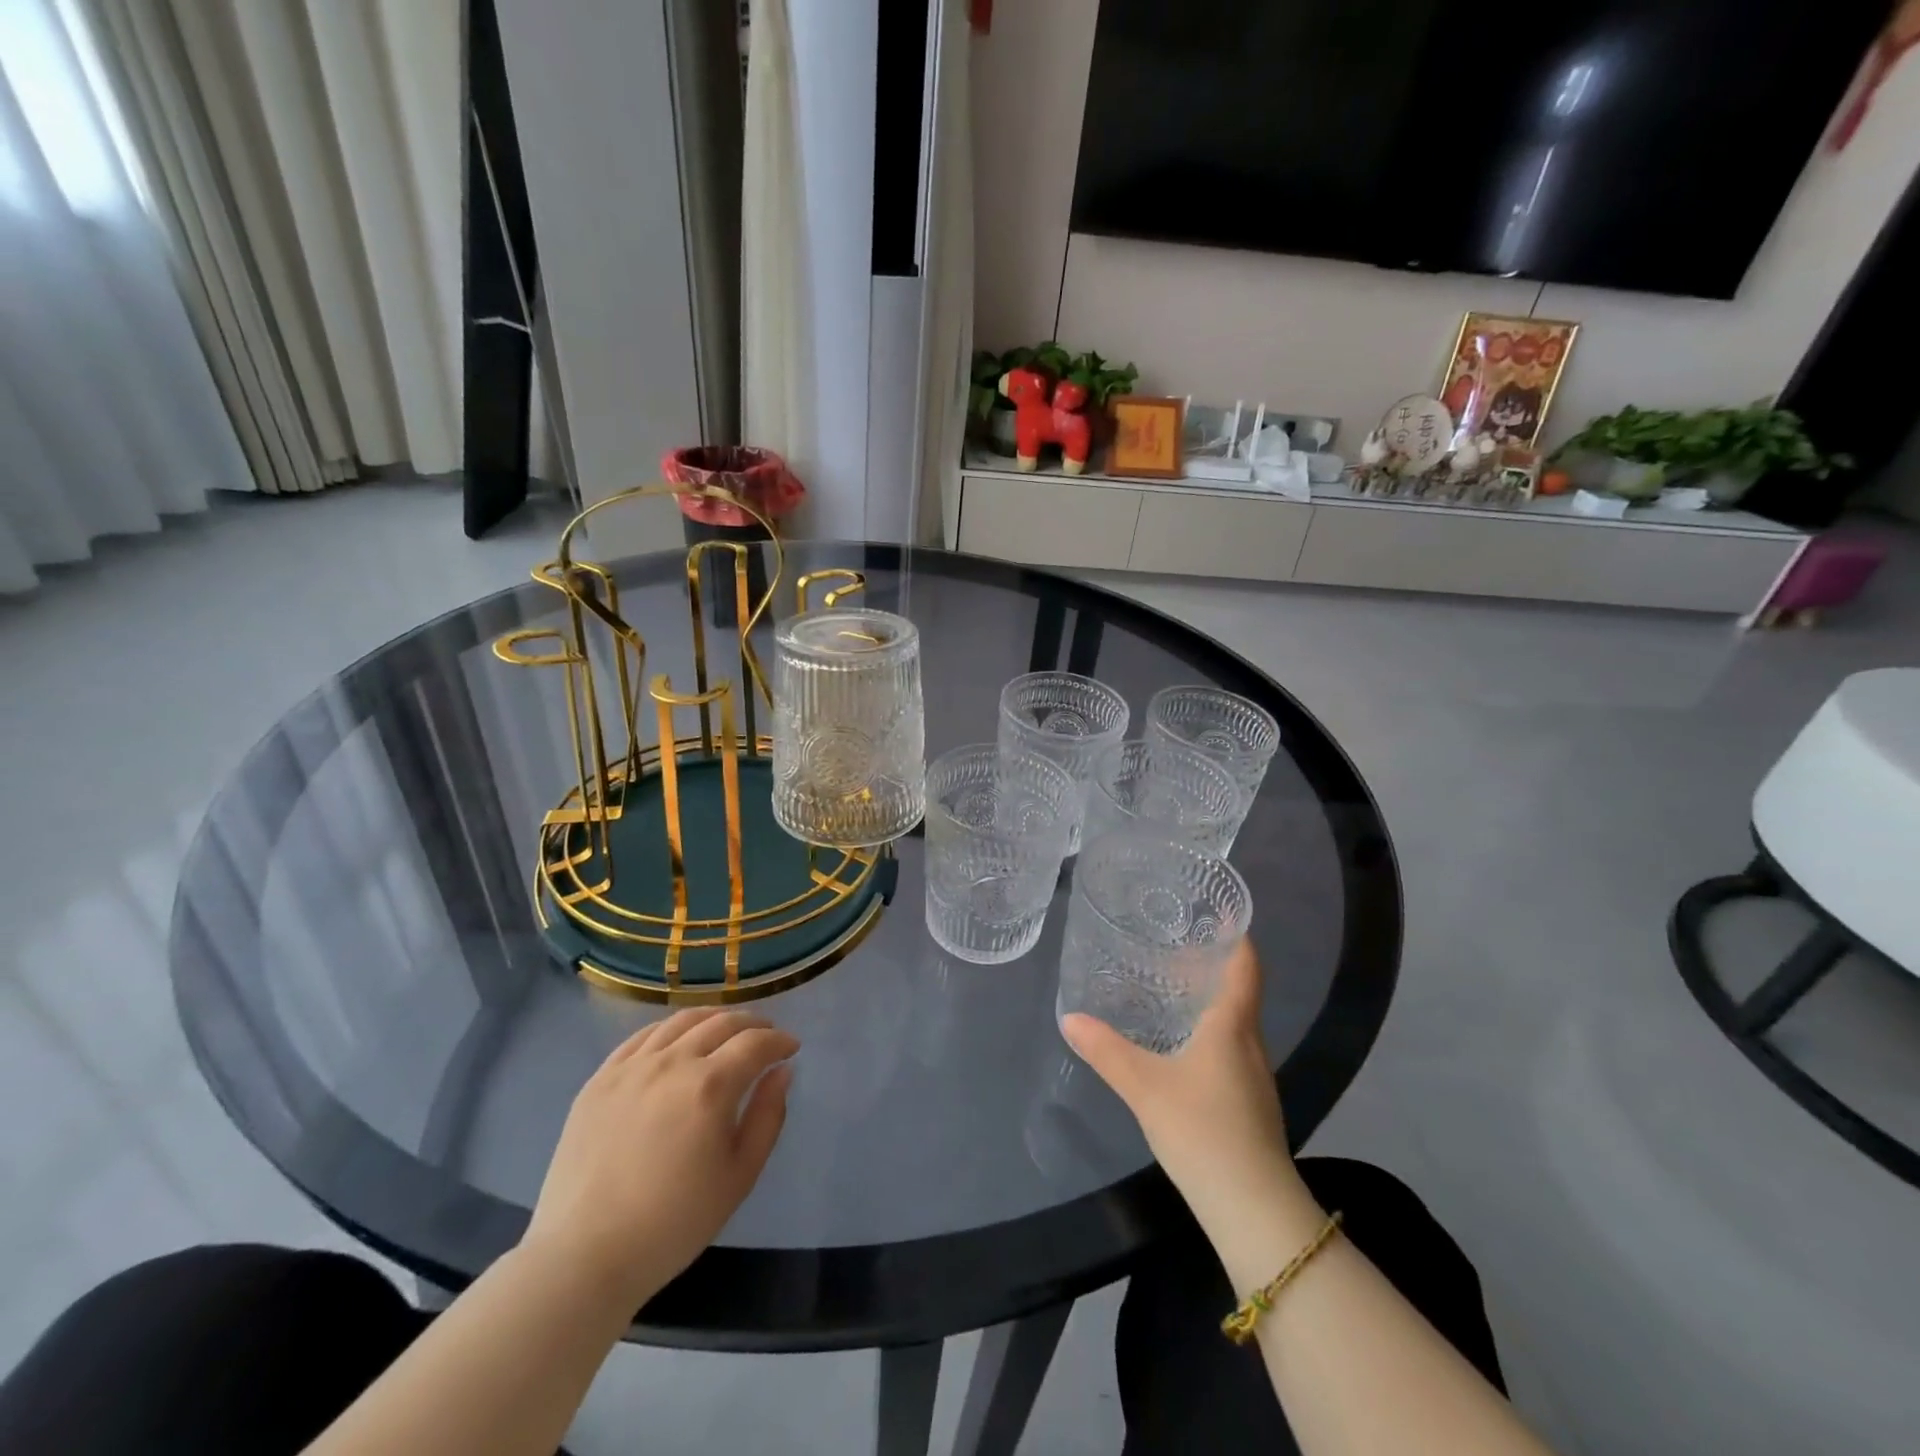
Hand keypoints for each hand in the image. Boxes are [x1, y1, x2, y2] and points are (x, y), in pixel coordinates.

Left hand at [522, 1009, 796, 1308]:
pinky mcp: (600, 1079)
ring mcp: (632, 1067)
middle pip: (721, 1023)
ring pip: (681, 1021)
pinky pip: (642, 1036)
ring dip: (713, 1018)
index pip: (756, 1043)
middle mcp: (672, 1062)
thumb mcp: (739, 1176)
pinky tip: (678, 1040)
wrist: (584, 1256)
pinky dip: (670, 1029)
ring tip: (726, 1029)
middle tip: (766, 1035)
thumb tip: (781, 1072)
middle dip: (752, 1024)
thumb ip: (767, 1117)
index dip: (779, 1041)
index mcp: (710, 1086)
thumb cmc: (673, 1223)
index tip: (791, 1048)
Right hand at [1062, 943, 1312, 1241]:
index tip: (1222, 913)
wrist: (1253, 1208)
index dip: (1239, 937)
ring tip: (1173, 987)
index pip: (1246, 968)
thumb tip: (1070, 1018)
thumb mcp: (1145, 1086)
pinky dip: (1210, 1032)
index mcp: (1232, 1027)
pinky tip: (1182, 1045)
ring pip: (1236, 1023)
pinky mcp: (1251, 1104)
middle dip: (1214, 966)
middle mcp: (1251, 1044)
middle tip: (1176, 945)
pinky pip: (1231, 1050)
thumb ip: (1107, 1051)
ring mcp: (1255, 1077)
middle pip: (1240, 992)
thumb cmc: (1203, 1130)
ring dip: (1211, 1000)